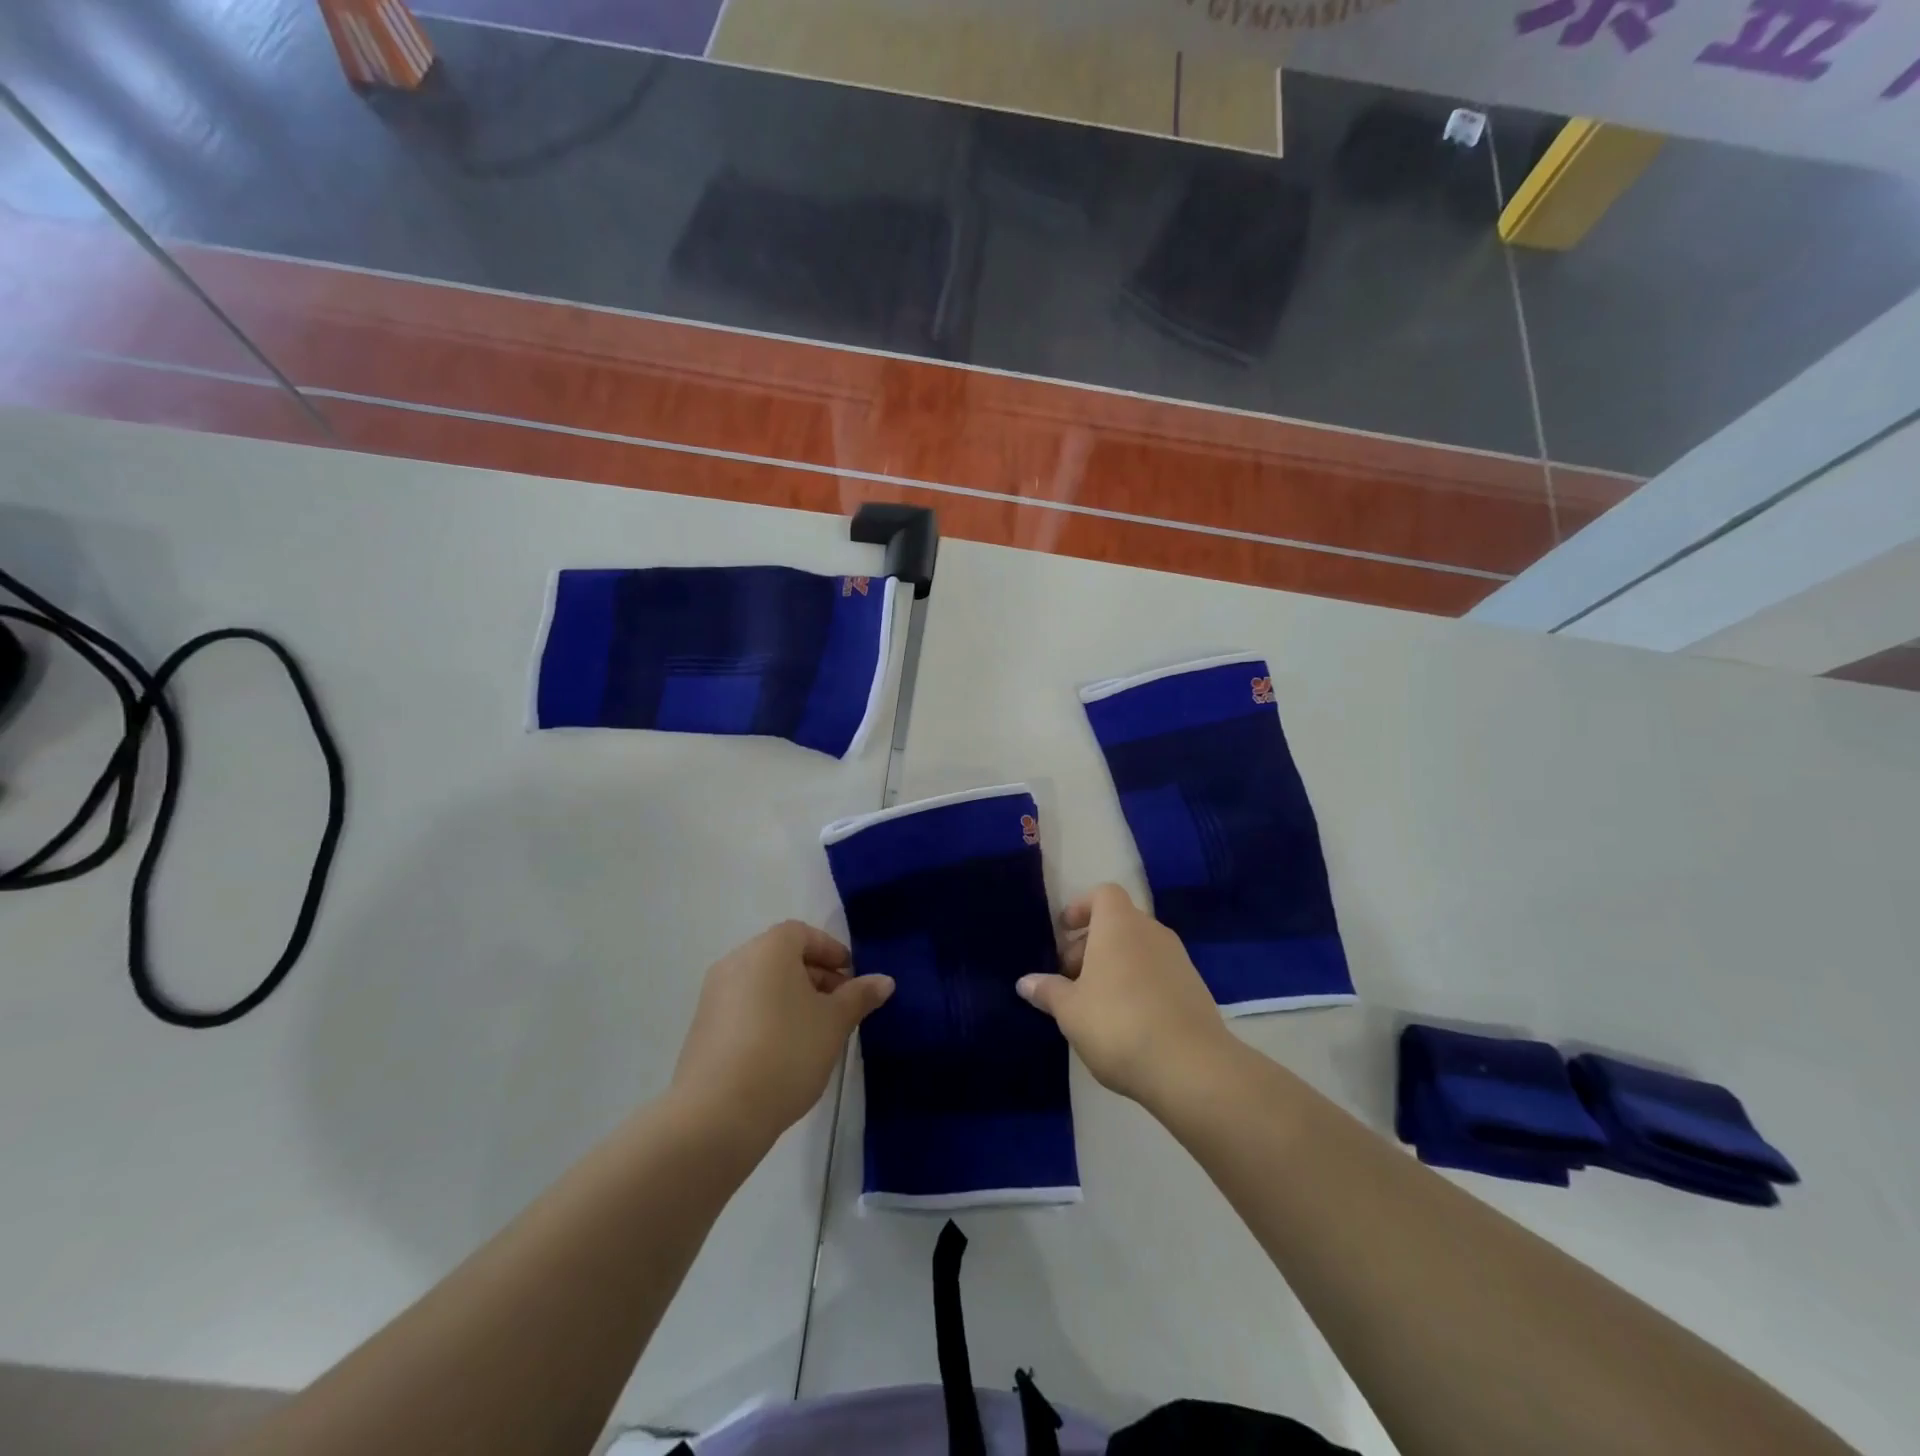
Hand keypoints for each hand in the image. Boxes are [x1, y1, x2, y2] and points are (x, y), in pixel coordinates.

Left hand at [671, 921, 893, 1146]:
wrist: (717, 1113)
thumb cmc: (786, 1052)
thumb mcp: (834, 1023)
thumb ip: (859, 996)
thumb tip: (884, 980)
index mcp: (768, 949)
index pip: (803, 934)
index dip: (831, 951)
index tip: (852, 977)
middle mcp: (736, 962)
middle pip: (782, 957)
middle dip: (815, 976)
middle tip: (841, 1006)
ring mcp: (713, 996)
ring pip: (763, 984)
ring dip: (792, 998)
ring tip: (817, 1032)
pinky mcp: (702, 1029)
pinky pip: (744, 1008)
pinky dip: (768, 1016)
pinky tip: (785, 1051)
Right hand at [1017, 883, 1232, 1108]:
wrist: (1191, 1067)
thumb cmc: (1118, 1024)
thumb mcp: (1070, 1011)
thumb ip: (1048, 991)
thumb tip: (1025, 982)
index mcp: (1119, 925)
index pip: (1103, 894)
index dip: (1081, 907)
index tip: (1064, 932)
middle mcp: (1152, 932)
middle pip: (1119, 923)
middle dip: (1092, 944)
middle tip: (1071, 979)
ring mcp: (1178, 960)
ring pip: (1139, 949)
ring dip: (1115, 966)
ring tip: (1095, 1004)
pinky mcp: (1195, 989)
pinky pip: (1158, 973)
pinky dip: (1139, 985)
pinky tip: (1127, 1022)